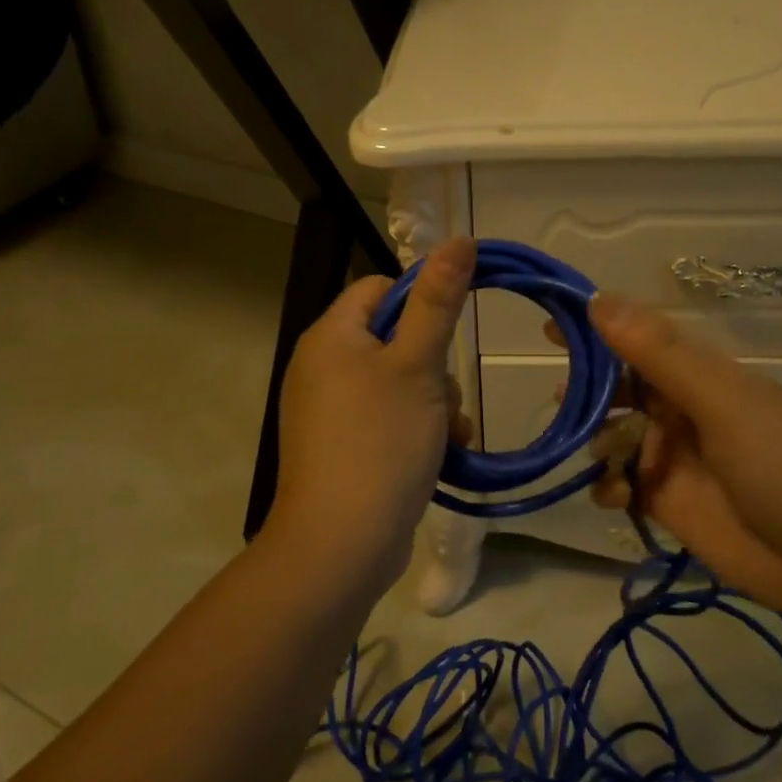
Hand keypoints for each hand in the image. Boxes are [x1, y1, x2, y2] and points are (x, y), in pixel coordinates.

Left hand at [264, 238, 475, 593]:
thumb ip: (438, 302)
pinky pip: (388, 419)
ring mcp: (330, 412)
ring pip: (398, 383)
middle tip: (446, 397)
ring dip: (434, 402)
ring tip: (448, 435)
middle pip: (392, 338)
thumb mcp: (418, 365)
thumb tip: (459, 240)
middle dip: (433, 365)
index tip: (450, 332)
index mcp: (331, 337)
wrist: (343, 541)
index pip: (379, 288)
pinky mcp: (343, 447)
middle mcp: (322, 368)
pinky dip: (417, 429)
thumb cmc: (381, 441)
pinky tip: (442, 455)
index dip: (421, 301)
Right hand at [566, 293, 781, 622]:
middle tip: (561, 401)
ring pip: (614, 438)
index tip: (551, 326)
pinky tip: (615, 495)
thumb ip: (660, 355)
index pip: (639, 342)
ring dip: (598, 442)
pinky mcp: (667, 504)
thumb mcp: (723, 402)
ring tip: (604, 457)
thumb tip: (600, 299)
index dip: (597, 332)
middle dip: (589, 393)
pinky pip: (620, 485)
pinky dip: (608, 486)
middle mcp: (684, 412)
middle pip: (621, 390)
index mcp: (702, 377)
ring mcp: (674, 460)